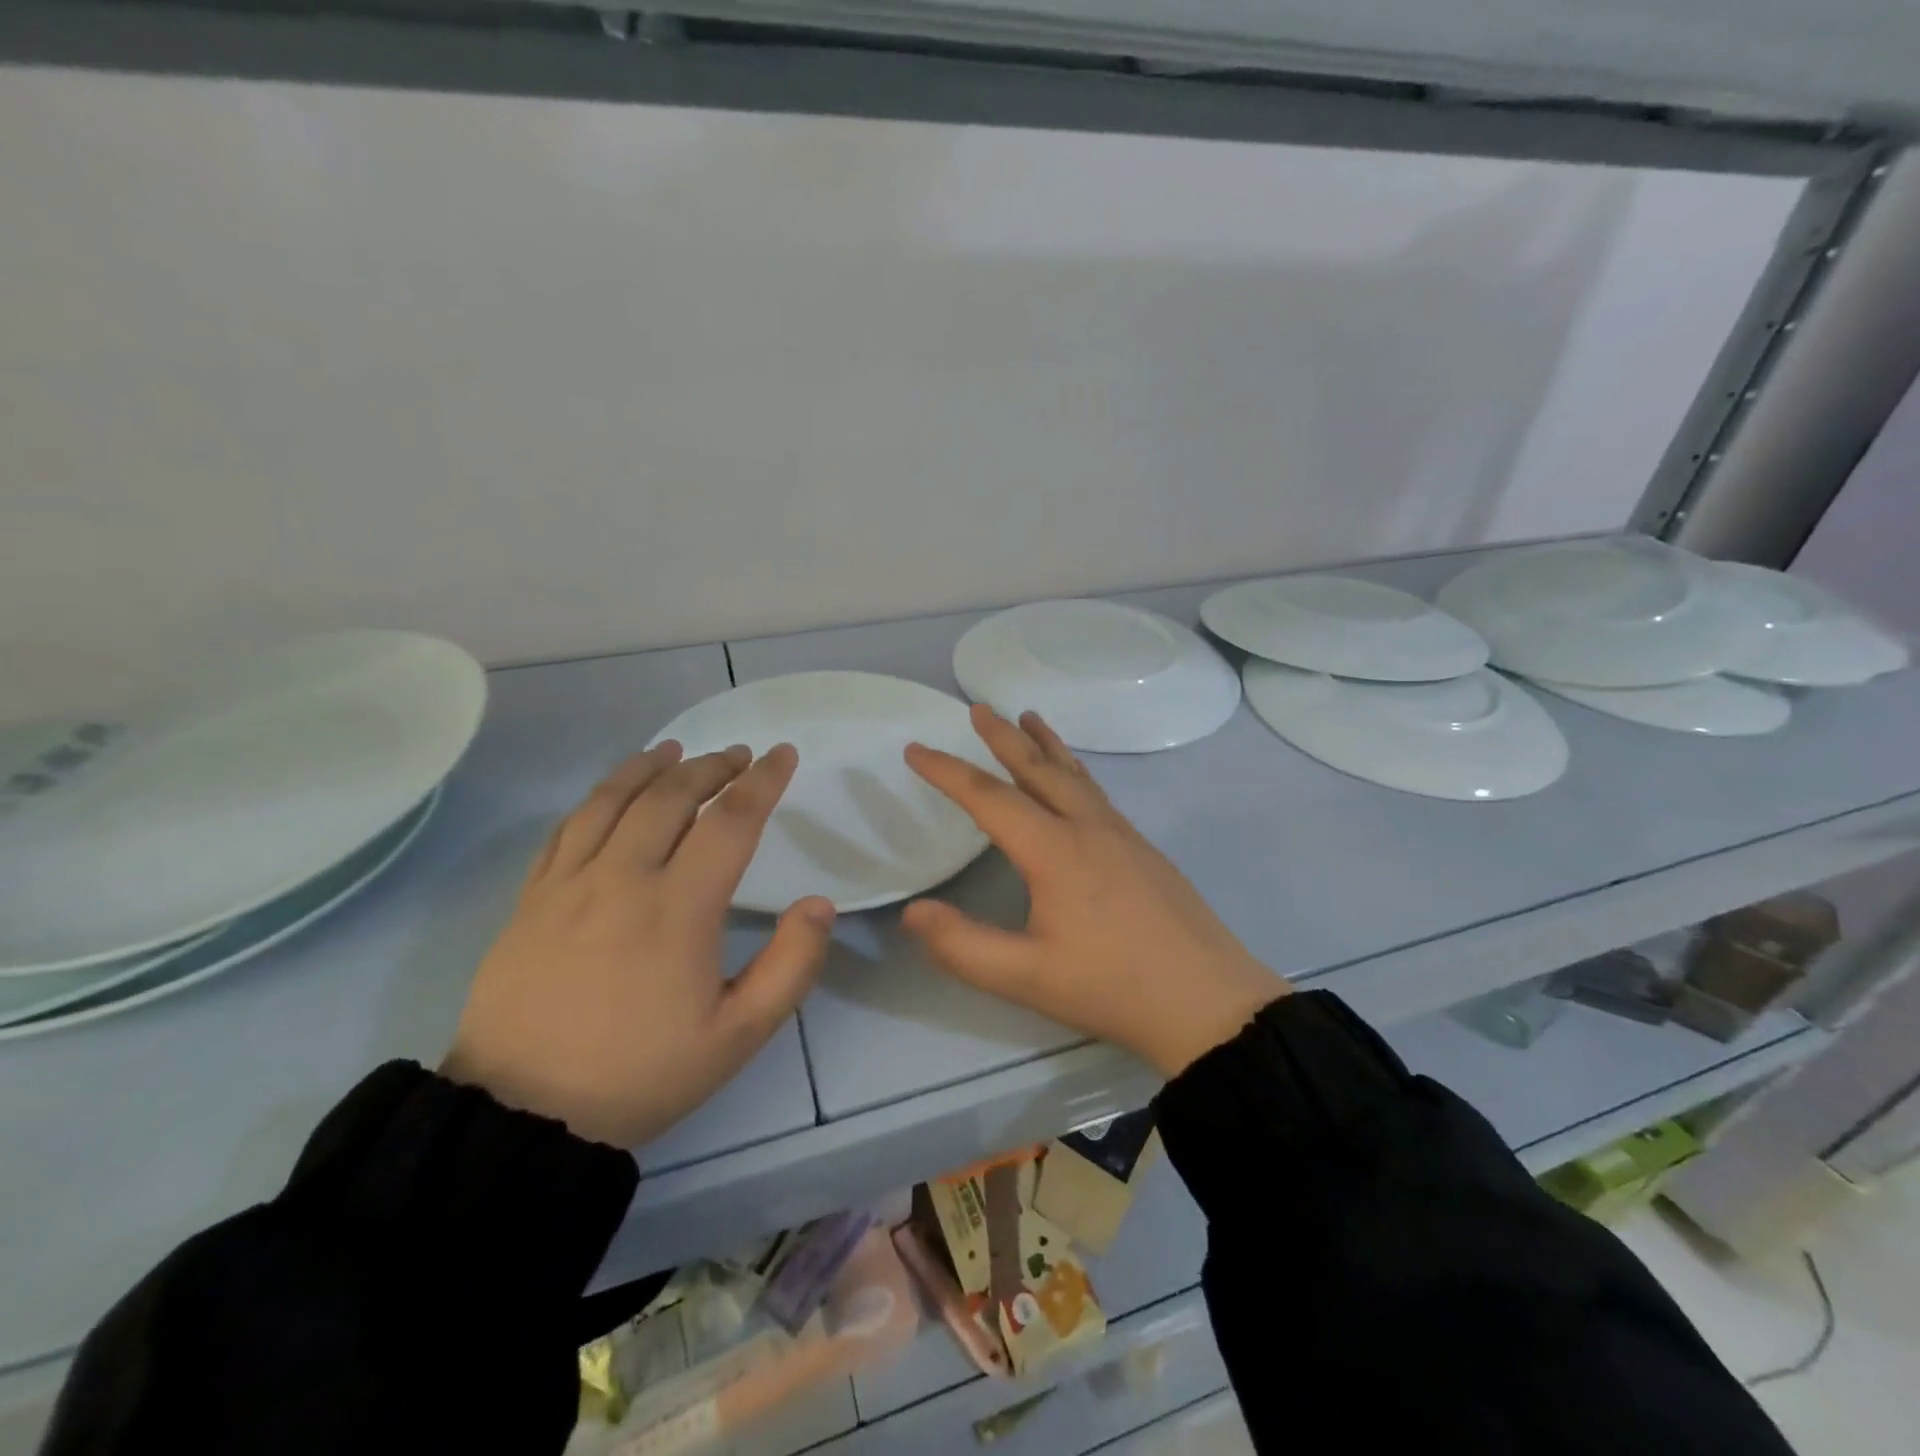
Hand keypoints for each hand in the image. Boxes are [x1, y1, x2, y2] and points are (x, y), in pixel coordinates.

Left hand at [443, 741, 834, 1149]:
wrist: (521, 1118)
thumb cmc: (640, 1074)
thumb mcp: (737, 1036)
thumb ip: (791, 965)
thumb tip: (820, 904)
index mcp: (678, 908)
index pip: (730, 822)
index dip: (763, 782)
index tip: (782, 755)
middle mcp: (622, 878)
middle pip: (670, 796)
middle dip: (711, 766)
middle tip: (739, 754)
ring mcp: (567, 884)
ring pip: (611, 800)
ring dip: (650, 767)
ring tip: (675, 751)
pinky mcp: (530, 899)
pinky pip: (566, 828)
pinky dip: (597, 796)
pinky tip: (612, 792)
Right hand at [902, 707, 1284, 1077]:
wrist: (1209, 1003)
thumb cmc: (1112, 987)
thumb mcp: (1026, 977)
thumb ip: (962, 946)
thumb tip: (913, 911)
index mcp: (1054, 850)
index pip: (988, 797)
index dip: (947, 771)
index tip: (915, 749)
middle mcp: (1088, 828)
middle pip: (1038, 768)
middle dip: (1003, 736)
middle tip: (979, 708)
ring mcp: (1122, 835)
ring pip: (1075, 775)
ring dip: (1046, 744)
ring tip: (1029, 718)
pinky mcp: (1144, 850)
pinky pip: (1097, 793)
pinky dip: (1074, 771)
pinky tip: (1075, 783)